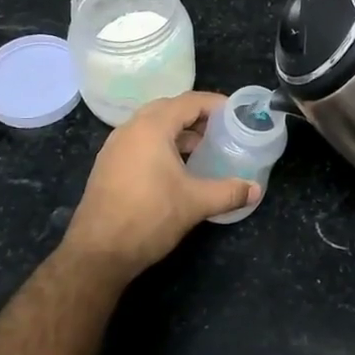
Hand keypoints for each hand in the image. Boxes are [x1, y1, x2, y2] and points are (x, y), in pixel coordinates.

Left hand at [60, 92, 257, 279]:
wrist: (98, 253)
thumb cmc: (149, 217)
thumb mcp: (195, 203)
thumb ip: (229, 192)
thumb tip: (256, 190)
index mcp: (151, 127)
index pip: (189, 102)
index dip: (215, 104)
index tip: (236, 114)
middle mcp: (131, 129)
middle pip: (169, 109)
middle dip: (197, 116)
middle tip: (221, 130)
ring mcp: (115, 147)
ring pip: (152, 126)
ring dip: (178, 132)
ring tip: (203, 148)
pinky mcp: (108, 165)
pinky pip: (140, 142)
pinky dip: (161, 145)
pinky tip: (176, 168)